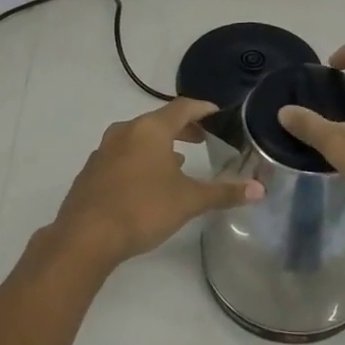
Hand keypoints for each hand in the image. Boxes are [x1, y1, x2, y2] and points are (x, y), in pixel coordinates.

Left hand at [48, 98, 263, 268]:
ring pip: (138, 138)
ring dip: (160, 146)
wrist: (85, 237)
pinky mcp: (92, 171)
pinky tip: (147, 182)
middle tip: (203, 139)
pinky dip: (140, 160)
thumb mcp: (189, 201)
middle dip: (183, 129)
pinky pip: (122, 155)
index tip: (218, 114)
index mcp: (150, 129)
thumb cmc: (142, 209)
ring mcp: (104, 150)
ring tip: (178, 161)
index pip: (182, 108)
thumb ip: (224, 193)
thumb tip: (260, 190)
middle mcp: (125, 131)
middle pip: (159, 121)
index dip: (203, 109)